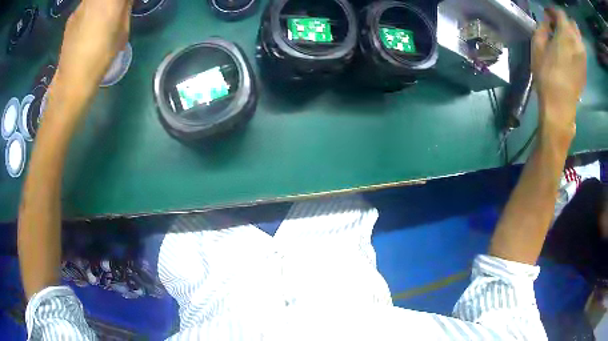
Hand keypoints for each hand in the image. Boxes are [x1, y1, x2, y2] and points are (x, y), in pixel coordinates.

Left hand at [55, 0, 132, 93]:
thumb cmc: (101, 56)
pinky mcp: (72, 16)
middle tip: (116, 9)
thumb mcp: (122, 31)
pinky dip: (91, 9)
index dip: (121, 2)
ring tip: (103, 16)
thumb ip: (124, 9)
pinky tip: (89, 24)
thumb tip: (124, 1)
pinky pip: (86, 5)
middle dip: (111, 3)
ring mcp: (80, 6)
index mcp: (109, 0)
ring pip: (94, 1)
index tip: (124, 6)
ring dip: (100, 4)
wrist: (72, 79)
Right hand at [532, 8, 585, 142]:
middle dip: (565, 21)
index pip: (561, 13)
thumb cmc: (546, 75)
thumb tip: (547, 22)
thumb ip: (542, 28)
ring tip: (565, 38)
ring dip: (572, 33)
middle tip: (558, 25)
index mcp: (565, 34)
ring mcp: (583, 57)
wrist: (560, 105)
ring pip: (579, 37)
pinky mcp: (585, 68)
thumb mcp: (537, 47)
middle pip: (573, 24)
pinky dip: (576, 45)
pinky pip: (582, 49)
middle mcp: (576, 43)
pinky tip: (570, 50)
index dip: (553, 11)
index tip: (548, 15)